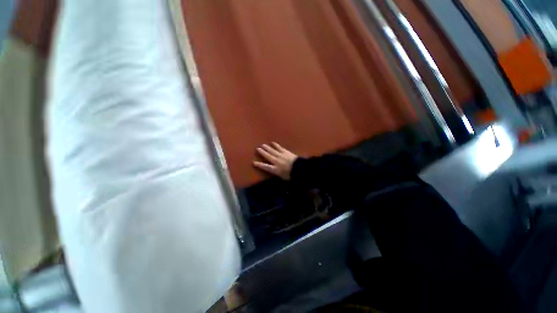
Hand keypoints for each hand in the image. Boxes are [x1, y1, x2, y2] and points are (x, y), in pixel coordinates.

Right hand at [253, 142, 297, 179]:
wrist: (300, 168)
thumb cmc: (292, 175)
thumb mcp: (284, 178)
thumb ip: (280, 175)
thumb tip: (278, 174)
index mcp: (275, 169)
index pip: (266, 167)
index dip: (259, 165)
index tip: (253, 162)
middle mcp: (276, 161)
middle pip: (268, 156)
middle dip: (262, 152)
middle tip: (257, 148)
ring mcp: (281, 156)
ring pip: (273, 151)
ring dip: (268, 148)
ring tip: (263, 145)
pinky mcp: (286, 152)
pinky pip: (279, 148)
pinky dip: (276, 145)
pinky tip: (273, 143)